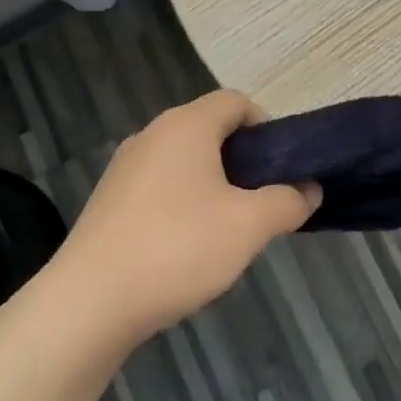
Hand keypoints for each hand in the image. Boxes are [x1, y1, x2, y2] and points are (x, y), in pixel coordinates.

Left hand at [54, 90, 319, 343]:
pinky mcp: (109, 198)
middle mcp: (152, 133)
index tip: (280, 169)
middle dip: (242, 161)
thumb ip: (287, 202)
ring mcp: (125, 165)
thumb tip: (310, 188)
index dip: (266, 127)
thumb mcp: (248, 226)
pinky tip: (184, 247)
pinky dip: (180, 202)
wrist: (90, 300)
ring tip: (225, 229)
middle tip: (259, 203)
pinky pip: (158, 185)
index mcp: (186, 125)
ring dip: (212, 183)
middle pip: (209, 129)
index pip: (236, 101)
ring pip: (183, 159)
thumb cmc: (178, 248)